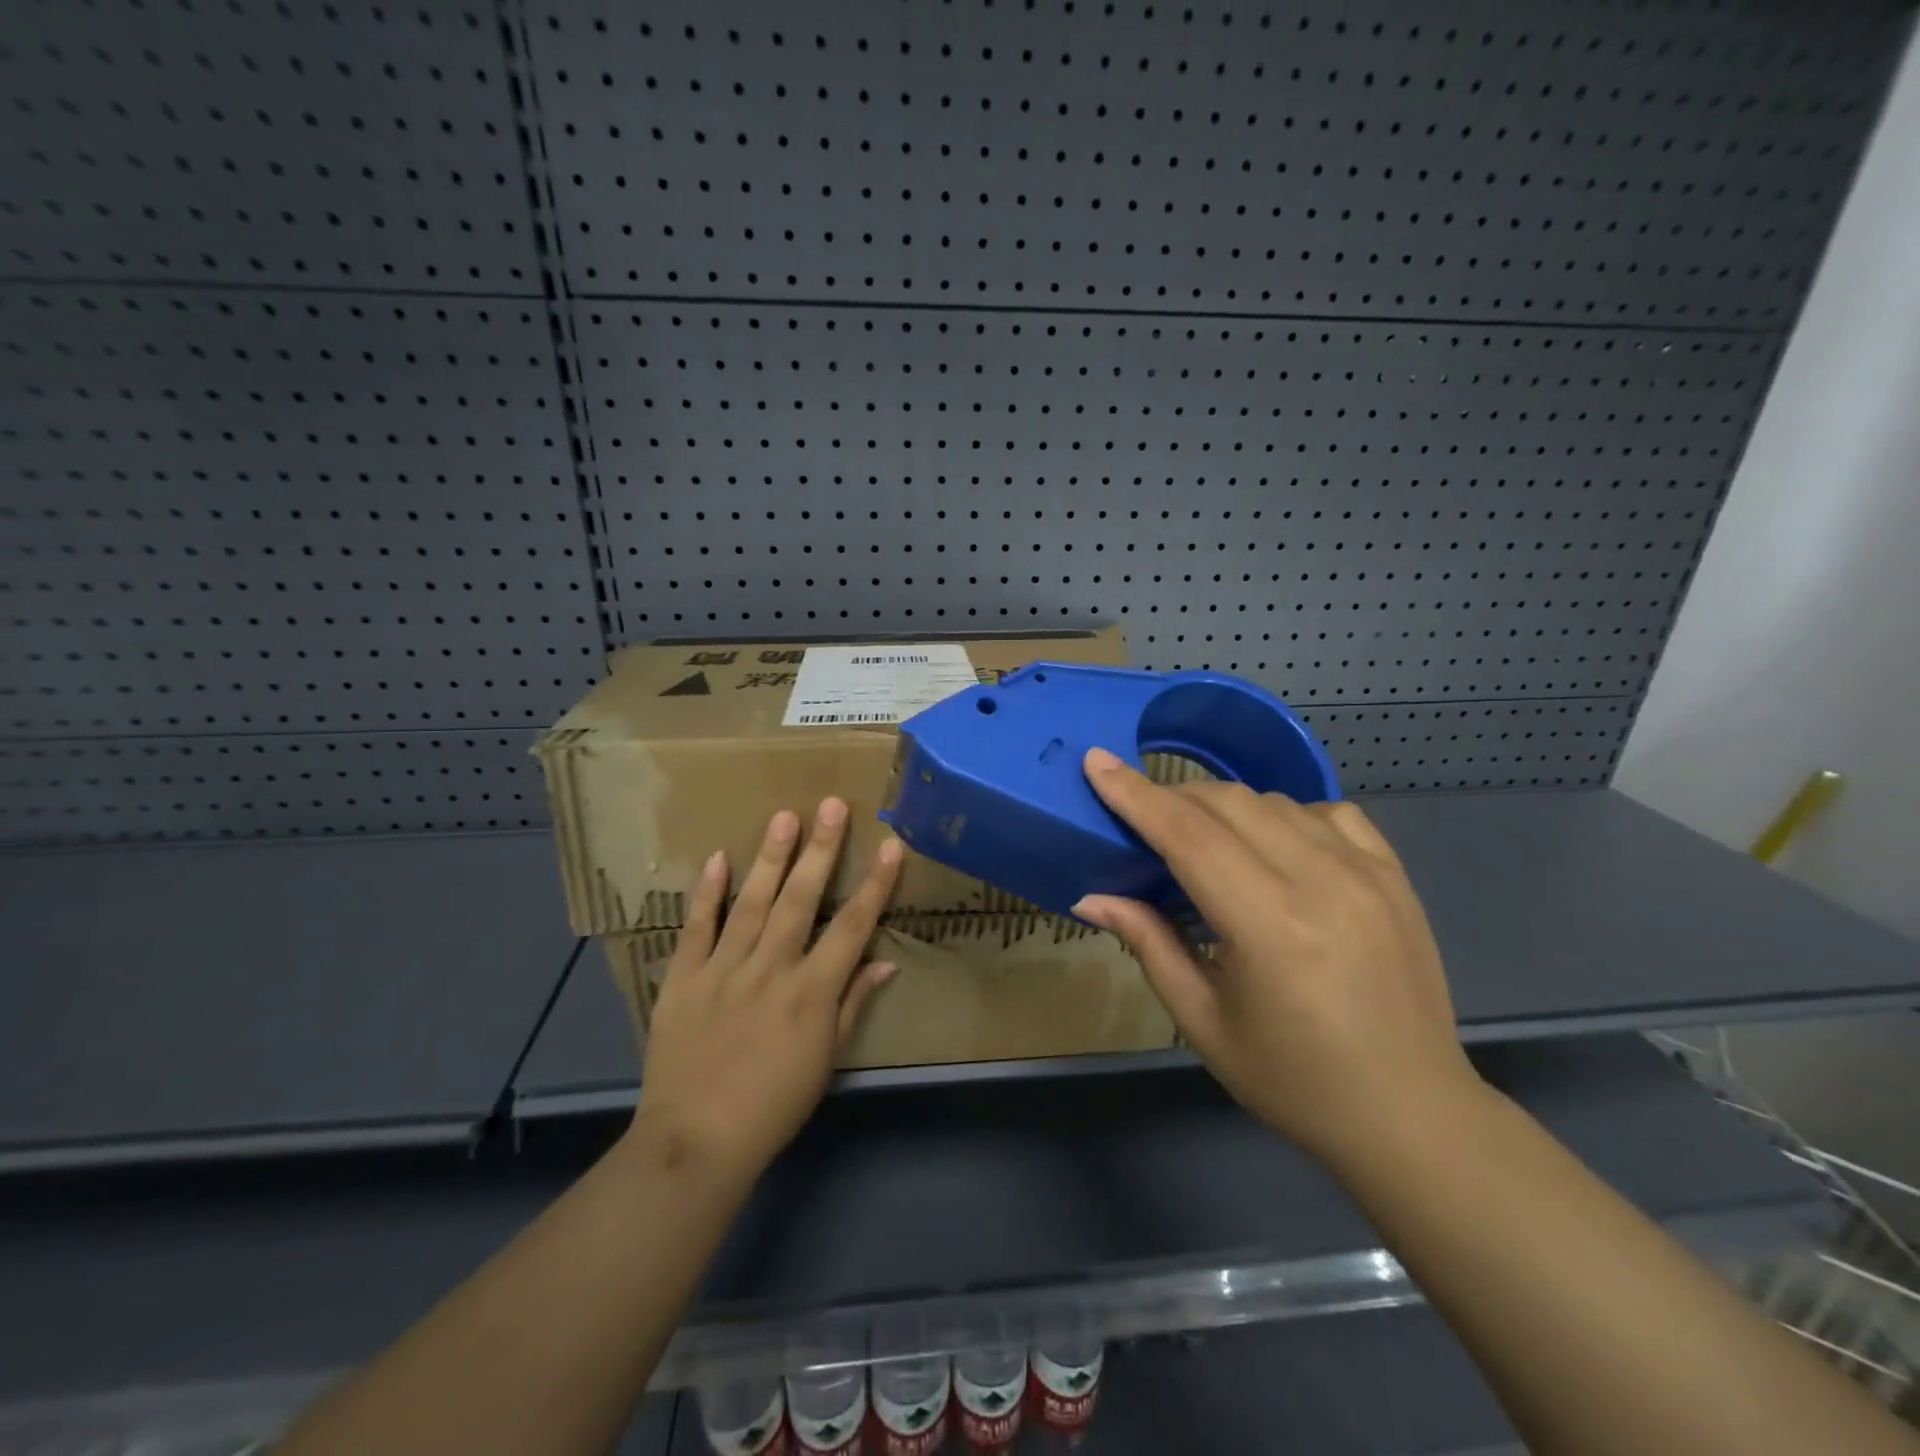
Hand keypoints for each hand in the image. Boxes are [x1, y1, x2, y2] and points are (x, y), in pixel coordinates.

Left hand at [630, 799, 903, 1185]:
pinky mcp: (683, 979)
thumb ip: (853, 1004)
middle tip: (832, 805)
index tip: (890, 847)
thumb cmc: (774, 1105)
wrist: (696, 1141)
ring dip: (771, 858)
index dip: (875, 885)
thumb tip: (885, 960)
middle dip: (821, 850)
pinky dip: (707, 893)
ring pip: (751, 904)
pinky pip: (696, 929)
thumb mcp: (826, 1060)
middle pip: (801, 901)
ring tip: (785, 817)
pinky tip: (720, 858)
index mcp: (811, 993)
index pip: (852, 927)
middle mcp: (771, 970)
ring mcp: (723, 971)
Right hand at [1072, 748, 1482, 1168]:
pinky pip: (1328, 811)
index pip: (1188, 836)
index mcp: (1269, 926)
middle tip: (1140, 817)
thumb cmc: (1293, 1079)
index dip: (1136, 795)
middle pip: (1228, 804)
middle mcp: (1322, 881)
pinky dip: (1285, 814)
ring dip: (1223, 806)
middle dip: (1172, 797)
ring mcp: (1367, 872)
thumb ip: (1148, 943)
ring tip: (1199, 838)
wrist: (1411, 1114)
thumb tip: (1092, 896)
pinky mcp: (1393, 874)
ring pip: (1274, 800)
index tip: (1097, 762)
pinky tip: (1273, 844)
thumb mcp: (1203, 1021)